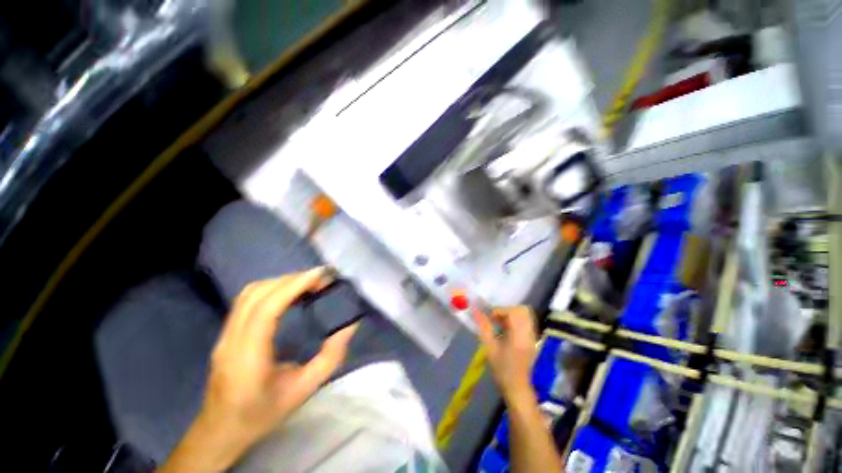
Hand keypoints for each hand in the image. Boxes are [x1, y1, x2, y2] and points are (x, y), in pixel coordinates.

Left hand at [159, 268, 357, 472]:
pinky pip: (246, 300)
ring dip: (280, 281)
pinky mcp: (225, 333)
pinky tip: (288, 293)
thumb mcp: (304, 390)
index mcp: (249, 357)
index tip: (320, 275)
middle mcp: (231, 340)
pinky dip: (271, 288)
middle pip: (257, 294)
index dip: (294, 285)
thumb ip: (330, 358)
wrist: (220, 432)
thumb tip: (349, 326)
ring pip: (249, 293)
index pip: (267, 308)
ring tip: (307, 283)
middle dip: (292, 279)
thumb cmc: (263, 414)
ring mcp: (224, 335)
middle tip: (320, 279)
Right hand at [473, 306, 537, 401]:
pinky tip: (506, 330)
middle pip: (523, 310)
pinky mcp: (533, 340)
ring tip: (500, 324)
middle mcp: (529, 334)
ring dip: (511, 315)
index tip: (491, 318)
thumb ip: (484, 327)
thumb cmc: (501, 369)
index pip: (514, 312)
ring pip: (525, 315)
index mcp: (519, 336)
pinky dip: (516, 321)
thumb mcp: (489, 348)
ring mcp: (533, 337)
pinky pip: (526, 322)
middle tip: (496, 318)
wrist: (517, 388)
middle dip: (507, 310)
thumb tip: (475, 311)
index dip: (500, 310)